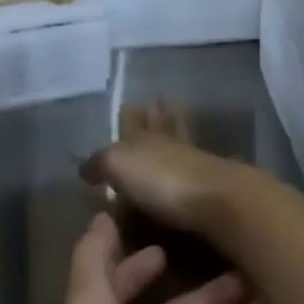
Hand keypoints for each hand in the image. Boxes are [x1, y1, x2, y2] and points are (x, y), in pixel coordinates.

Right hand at [83, 102, 250, 232]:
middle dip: (157, 115)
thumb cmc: (161, 179)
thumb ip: (100, 163)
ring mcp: (195, 163)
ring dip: (177, 132)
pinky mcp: (213, 187)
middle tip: (156, 103)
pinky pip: (197, 167)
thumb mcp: (118, 165)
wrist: (219, 200)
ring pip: (181, 142)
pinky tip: (194, 164)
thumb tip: (84, 168)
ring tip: (173, 125)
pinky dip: (192, 163)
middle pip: (162, 125)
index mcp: (144, 136)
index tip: (131, 103)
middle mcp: (169, 144)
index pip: (134, 121)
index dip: (131, 114)